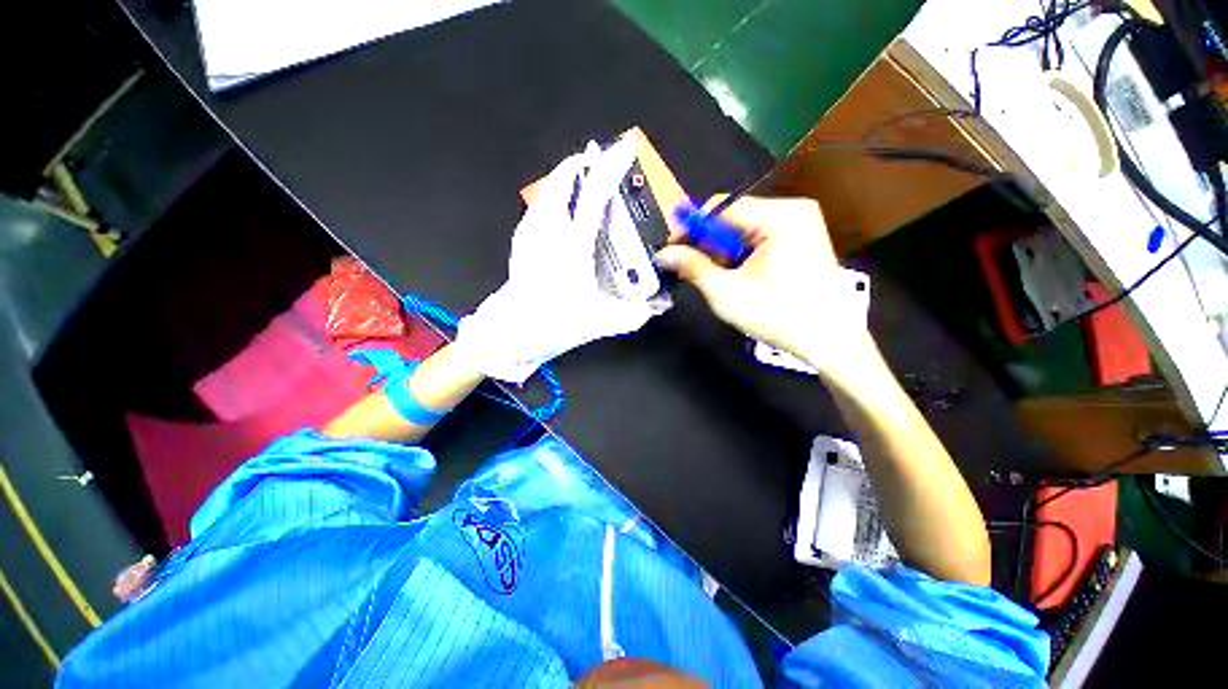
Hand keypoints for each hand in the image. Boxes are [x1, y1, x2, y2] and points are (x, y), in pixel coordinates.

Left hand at [456, 140, 667, 383]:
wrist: (511, 332)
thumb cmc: (554, 323)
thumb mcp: (600, 322)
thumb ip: (633, 314)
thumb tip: (655, 307)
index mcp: (572, 246)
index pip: (594, 196)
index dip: (612, 168)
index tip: (624, 149)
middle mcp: (548, 232)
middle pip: (562, 182)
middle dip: (581, 165)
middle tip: (596, 161)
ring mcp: (530, 234)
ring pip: (546, 193)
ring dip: (563, 180)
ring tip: (578, 178)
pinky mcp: (520, 243)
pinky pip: (537, 209)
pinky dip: (550, 199)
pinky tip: (557, 208)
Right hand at [656, 196, 871, 376]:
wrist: (831, 341)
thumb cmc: (781, 317)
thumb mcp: (728, 294)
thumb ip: (694, 269)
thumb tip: (664, 254)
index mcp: (779, 217)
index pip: (720, 208)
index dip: (691, 228)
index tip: (673, 251)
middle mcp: (792, 211)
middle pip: (732, 218)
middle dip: (710, 245)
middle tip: (699, 273)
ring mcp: (800, 224)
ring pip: (743, 230)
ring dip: (725, 253)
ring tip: (726, 281)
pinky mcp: (801, 238)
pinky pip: (759, 238)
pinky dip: (742, 256)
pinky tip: (744, 278)